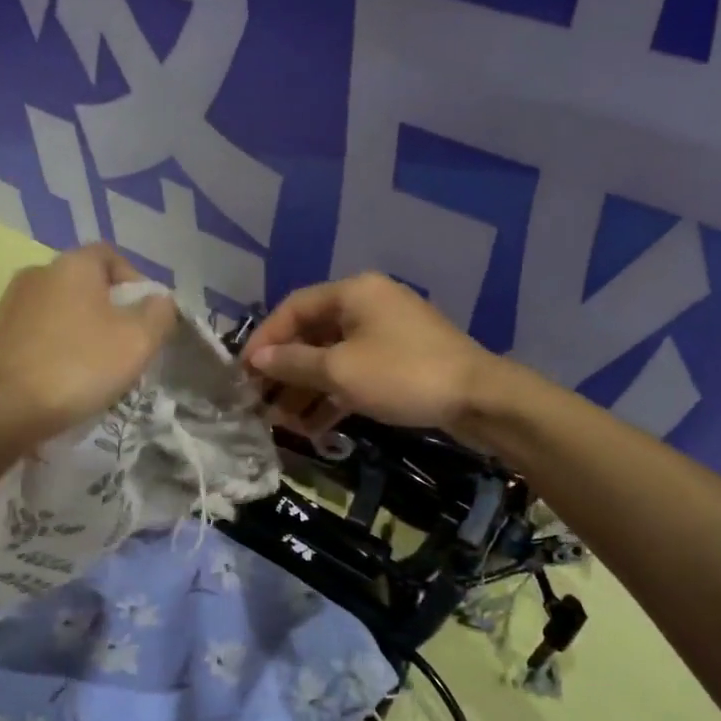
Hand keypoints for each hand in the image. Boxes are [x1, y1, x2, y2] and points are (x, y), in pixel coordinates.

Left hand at [0, 244, 175, 445]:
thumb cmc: (77, 367)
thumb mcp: (137, 341)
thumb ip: (159, 313)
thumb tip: (160, 301)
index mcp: (72, 264)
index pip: (112, 256)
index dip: (135, 282)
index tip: (147, 318)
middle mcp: (37, 273)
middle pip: (86, 285)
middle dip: (110, 313)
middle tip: (126, 349)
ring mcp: (10, 305)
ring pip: (61, 312)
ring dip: (82, 333)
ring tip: (95, 371)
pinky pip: (38, 335)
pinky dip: (55, 350)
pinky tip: (62, 382)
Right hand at [241, 273, 493, 431]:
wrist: (478, 399)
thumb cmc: (401, 375)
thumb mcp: (339, 371)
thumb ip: (293, 363)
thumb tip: (256, 360)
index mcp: (352, 293)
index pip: (293, 309)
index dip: (264, 340)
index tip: (242, 374)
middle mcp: (367, 305)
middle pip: (311, 335)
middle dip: (284, 372)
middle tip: (260, 404)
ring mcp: (385, 334)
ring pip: (332, 358)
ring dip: (306, 390)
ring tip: (283, 424)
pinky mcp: (399, 361)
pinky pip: (354, 373)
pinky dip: (333, 396)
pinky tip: (314, 427)